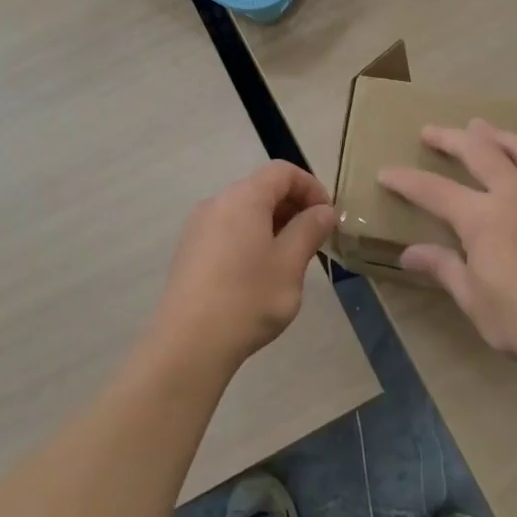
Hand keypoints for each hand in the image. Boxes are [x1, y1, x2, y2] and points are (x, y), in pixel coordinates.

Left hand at [149, 161, 337, 373]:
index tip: (327, 217)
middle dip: (292, 206)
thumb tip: (323, 211)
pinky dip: (250, 238)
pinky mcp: (189, 251)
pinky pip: (227, 230)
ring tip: (289, 259)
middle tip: (314, 240)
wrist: (189, 344)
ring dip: (272, 224)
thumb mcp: (290, 264)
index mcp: (243, 198)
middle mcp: (216, 203)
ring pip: (244, 211)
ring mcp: (198, 227)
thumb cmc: (248, 298)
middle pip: (261, 188)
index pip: (282, 172)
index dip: (311, 187)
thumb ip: (309, 230)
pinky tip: (258, 274)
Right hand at [377, 119, 516, 374]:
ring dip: (501, 135)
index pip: (433, 190)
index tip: (385, 172)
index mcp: (482, 217)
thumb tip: (409, 254)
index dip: (405, 180)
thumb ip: (443, 268)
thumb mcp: (474, 300)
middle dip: (450, 138)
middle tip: (431, 131)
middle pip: (480, 152)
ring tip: (484, 128)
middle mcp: (516, 194)